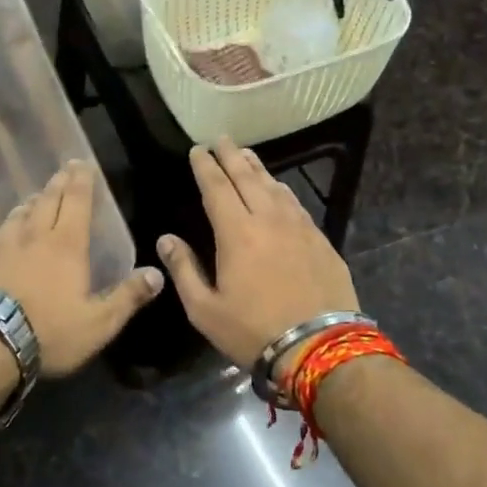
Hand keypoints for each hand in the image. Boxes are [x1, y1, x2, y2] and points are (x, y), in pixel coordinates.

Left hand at [0, 160, 162, 378]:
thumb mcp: (99, 323)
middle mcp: (33, 236)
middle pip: (47, 202)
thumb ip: (128, 297)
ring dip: (28, 204)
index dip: (81, 181)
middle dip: (58, 184)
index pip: (77, 202)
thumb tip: (158, 273)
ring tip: (35, 196)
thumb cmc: (48, 334)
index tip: (82, 162)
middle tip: (63, 170)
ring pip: (17, 216)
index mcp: (67, 246)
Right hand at [156, 138, 359, 369]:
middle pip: (247, 177)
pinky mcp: (321, 240)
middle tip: (221, 138)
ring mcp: (299, 227)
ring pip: (275, 186)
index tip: (198, 149)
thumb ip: (184, 270)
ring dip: (257, 168)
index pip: (216, 188)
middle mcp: (268, 219)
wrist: (320, 347)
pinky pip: (296, 204)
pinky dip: (282, 190)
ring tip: (246, 155)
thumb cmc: (253, 331)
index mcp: (236, 233)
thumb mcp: (205, 310)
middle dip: (231, 156)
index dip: (205, 166)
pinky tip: (279, 189)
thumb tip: (166, 239)